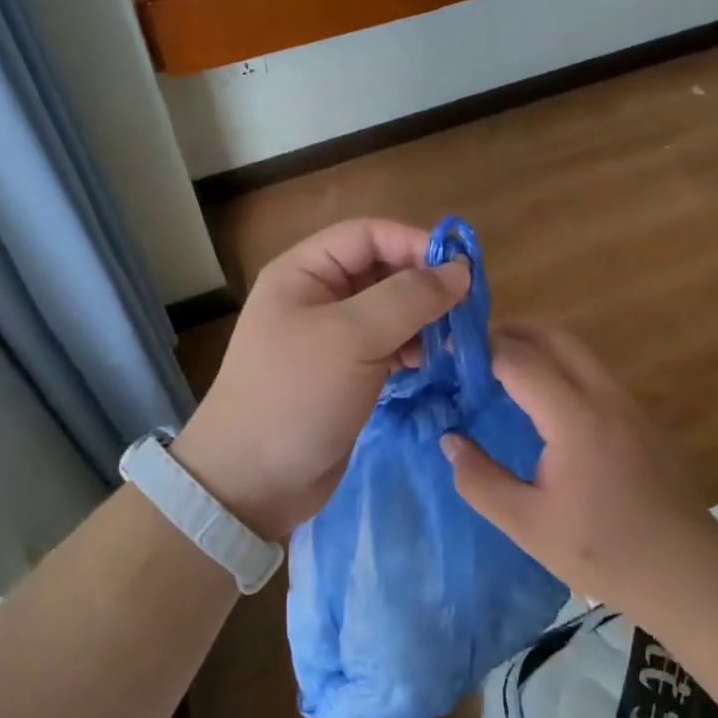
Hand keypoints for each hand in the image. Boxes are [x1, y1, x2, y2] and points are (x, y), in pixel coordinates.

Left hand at [174, 219, 469, 541]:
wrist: (252, 482)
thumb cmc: (296, 396)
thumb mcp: (352, 337)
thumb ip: (409, 297)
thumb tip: (460, 270)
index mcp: (304, 272)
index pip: (368, 234)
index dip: (413, 244)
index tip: (460, 270)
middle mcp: (316, 296)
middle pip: (381, 270)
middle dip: (422, 285)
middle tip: (465, 309)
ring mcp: (330, 337)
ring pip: (388, 310)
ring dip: (422, 319)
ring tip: (452, 340)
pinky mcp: (344, 373)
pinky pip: (385, 345)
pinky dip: (410, 348)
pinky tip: (429, 362)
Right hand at [442, 321, 707, 603]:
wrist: (688, 573)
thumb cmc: (604, 553)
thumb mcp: (528, 525)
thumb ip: (480, 480)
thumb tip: (450, 440)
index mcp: (576, 418)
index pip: (519, 360)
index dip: (479, 351)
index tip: (447, 356)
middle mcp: (605, 396)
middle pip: (554, 336)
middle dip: (510, 332)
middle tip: (470, 350)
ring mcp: (628, 403)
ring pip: (577, 350)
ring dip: (536, 346)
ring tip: (498, 370)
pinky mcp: (640, 417)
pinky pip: (592, 371)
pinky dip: (558, 366)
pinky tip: (540, 400)